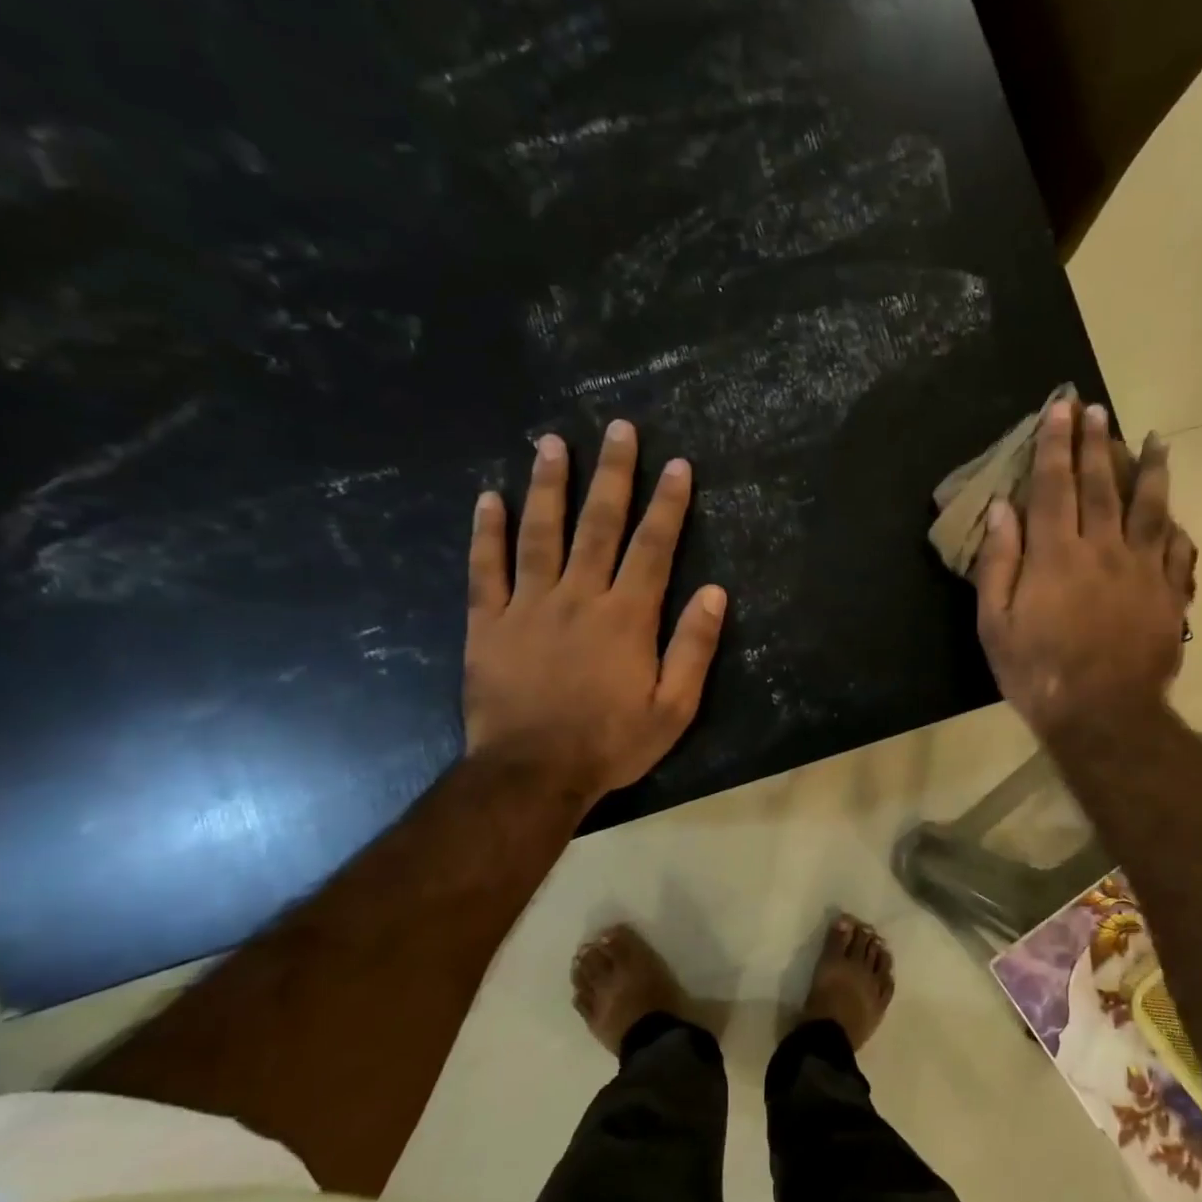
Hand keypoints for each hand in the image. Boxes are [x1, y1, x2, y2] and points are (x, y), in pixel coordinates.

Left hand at [463, 419, 726, 806]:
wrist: (532, 773)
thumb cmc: (611, 742)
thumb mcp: (674, 707)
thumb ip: (694, 647)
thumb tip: (716, 592)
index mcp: (627, 617)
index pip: (653, 547)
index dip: (668, 504)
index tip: (677, 465)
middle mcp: (580, 597)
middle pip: (598, 525)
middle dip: (612, 474)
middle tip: (618, 428)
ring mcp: (529, 606)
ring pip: (540, 533)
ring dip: (548, 485)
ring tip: (551, 443)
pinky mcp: (488, 623)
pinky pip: (486, 569)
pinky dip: (487, 533)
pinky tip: (489, 498)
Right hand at [974, 399, 1196, 742]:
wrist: (1103, 715)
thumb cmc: (1038, 672)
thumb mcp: (996, 624)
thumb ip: (998, 563)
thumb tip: (1001, 509)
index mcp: (1056, 555)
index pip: (1053, 486)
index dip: (1055, 444)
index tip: (1061, 408)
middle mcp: (1102, 550)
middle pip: (1101, 485)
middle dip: (1097, 443)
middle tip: (1097, 409)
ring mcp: (1142, 570)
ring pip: (1150, 507)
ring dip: (1151, 469)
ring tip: (1156, 439)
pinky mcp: (1169, 594)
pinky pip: (1177, 550)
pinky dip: (1175, 527)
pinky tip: (1175, 515)